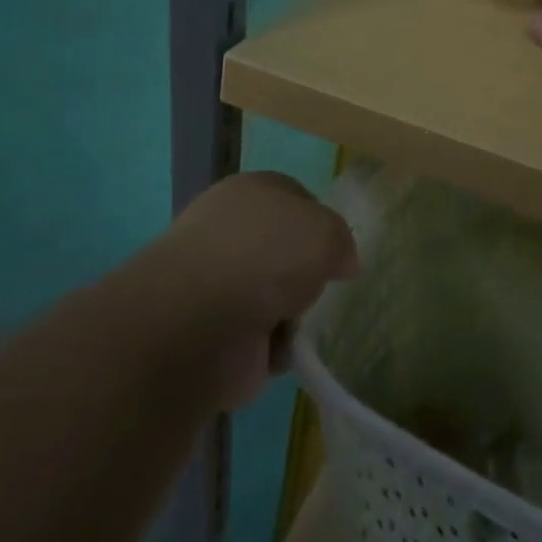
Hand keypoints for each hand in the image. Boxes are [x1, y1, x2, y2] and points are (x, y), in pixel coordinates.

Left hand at [154, 171, 358, 408]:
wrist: (198, 324)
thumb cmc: (265, 257)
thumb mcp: (326, 231)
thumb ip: (342, 241)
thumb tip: (342, 263)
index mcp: (251, 192)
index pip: (295, 197)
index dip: (321, 220)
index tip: (338, 247)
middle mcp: (230, 232)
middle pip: (285, 251)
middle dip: (306, 273)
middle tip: (323, 286)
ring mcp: (217, 283)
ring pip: (276, 295)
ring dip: (293, 313)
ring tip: (300, 322)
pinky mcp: (213, 332)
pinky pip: (261, 337)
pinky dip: (276, 347)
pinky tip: (280, 349)